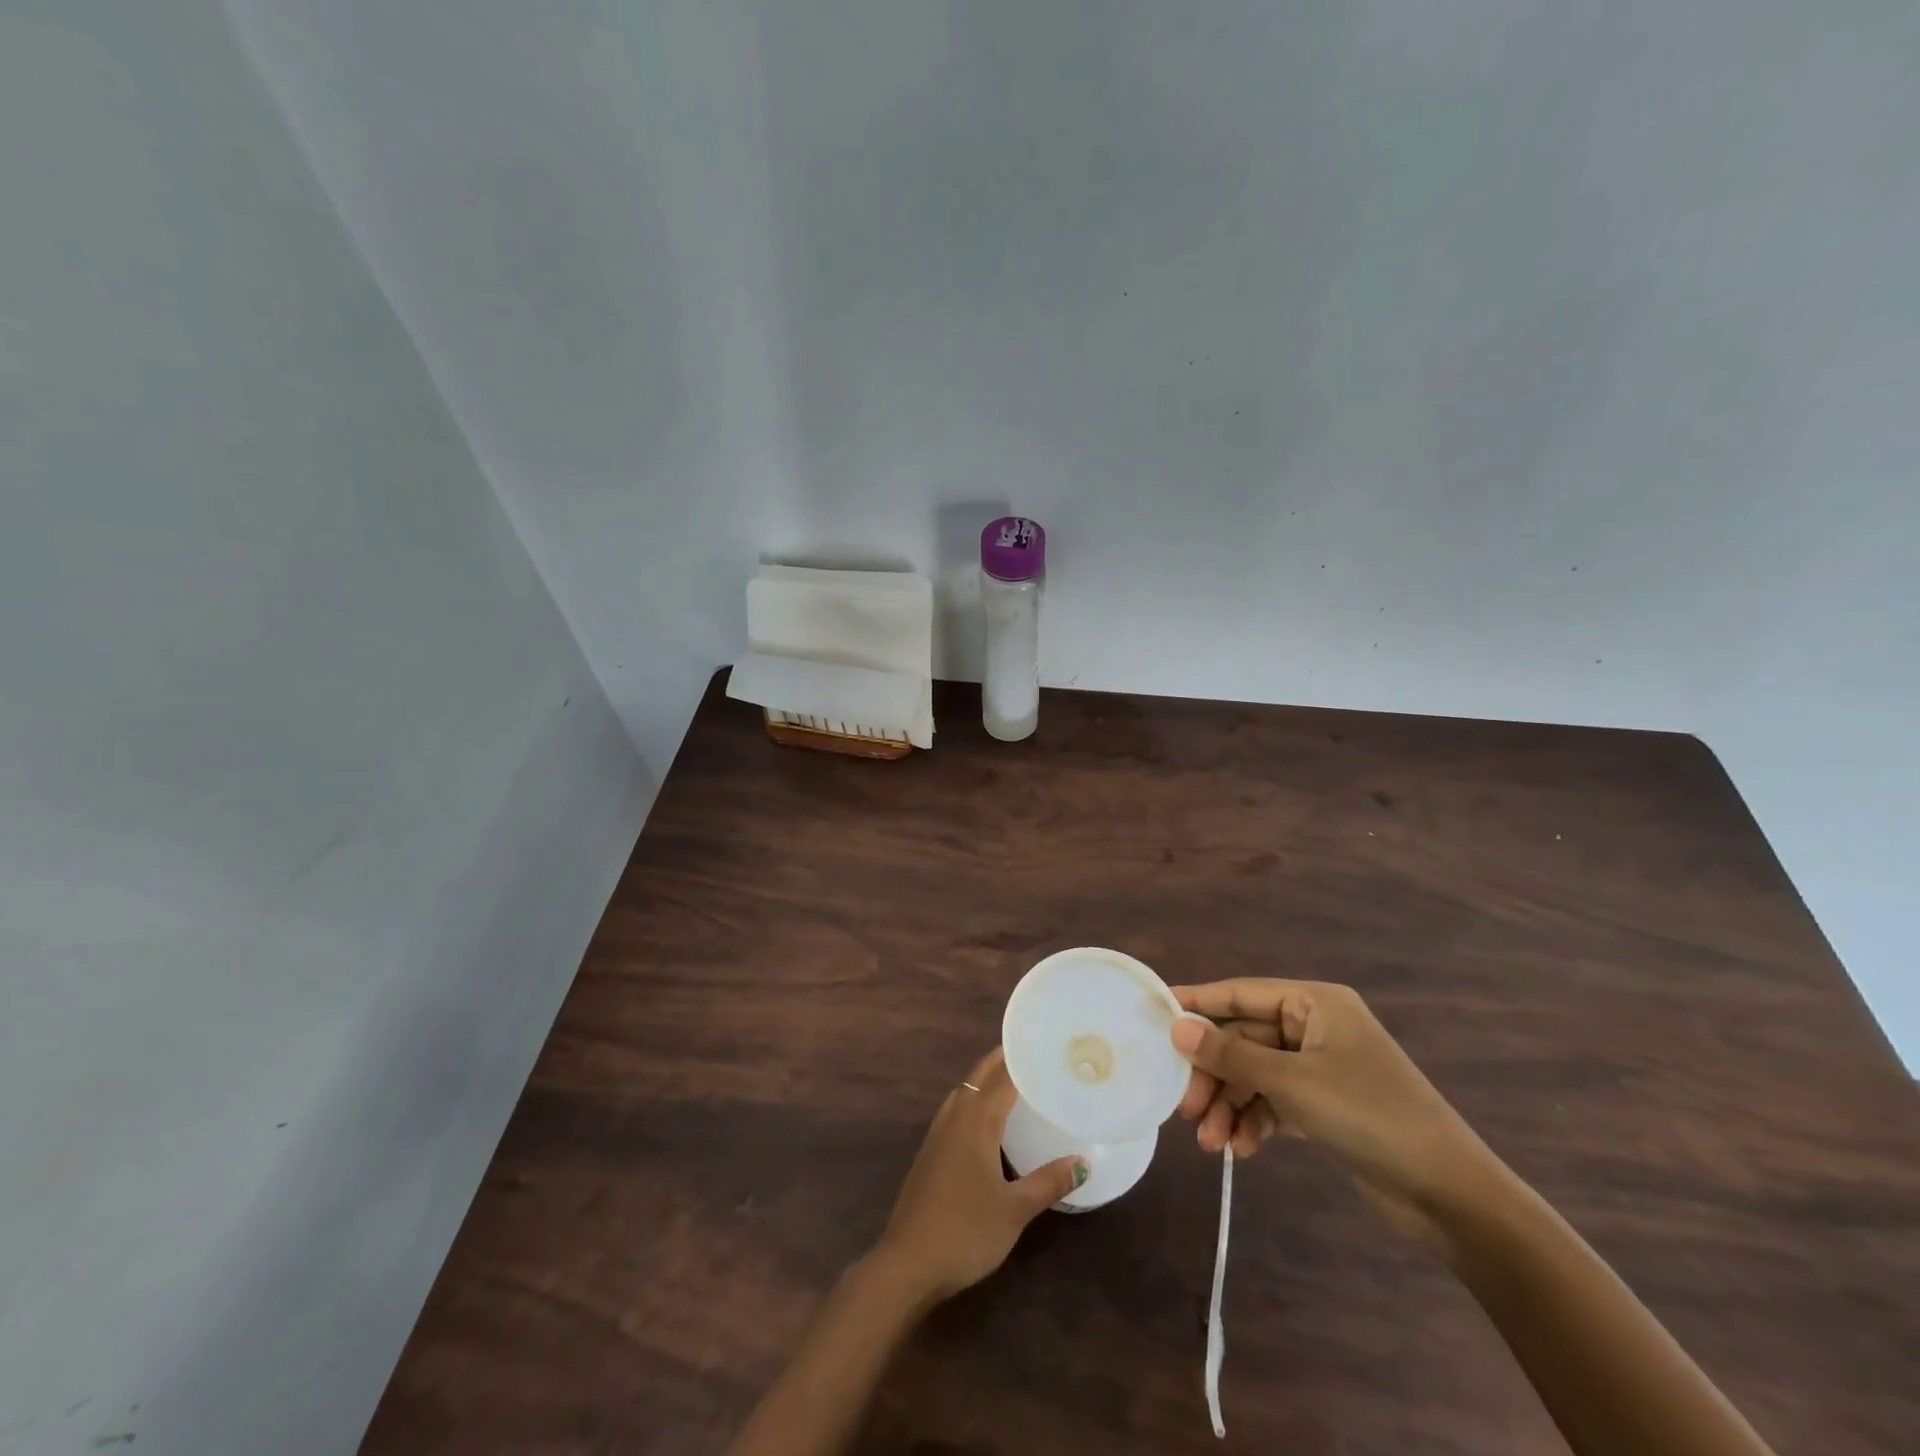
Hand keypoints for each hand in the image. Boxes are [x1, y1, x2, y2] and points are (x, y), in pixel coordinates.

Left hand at [872, 1048, 1085, 1302]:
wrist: (907, 1263)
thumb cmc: (966, 1231)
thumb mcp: (1015, 1210)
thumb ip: (1048, 1182)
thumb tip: (1084, 1163)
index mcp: (976, 1120)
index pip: (1003, 1077)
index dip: (1022, 1059)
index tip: (1045, 1046)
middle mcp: (955, 1116)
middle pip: (980, 1076)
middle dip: (1002, 1061)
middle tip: (1032, 1053)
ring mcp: (938, 1133)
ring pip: (964, 1090)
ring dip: (985, 1078)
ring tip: (1013, 1079)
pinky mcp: (930, 1152)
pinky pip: (955, 1109)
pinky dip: (973, 1099)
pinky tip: (986, 1120)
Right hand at [1170, 980, 1499, 1250]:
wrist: (1451, 1196)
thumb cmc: (1370, 1116)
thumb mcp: (1292, 1082)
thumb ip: (1231, 1054)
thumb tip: (1177, 1027)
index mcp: (1314, 1003)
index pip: (1241, 993)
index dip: (1197, 1002)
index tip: (1155, 1014)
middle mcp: (1314, 1027)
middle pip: (1244, 1040)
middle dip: (1214, 1075)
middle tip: (1184, 1108)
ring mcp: (1320, 1067)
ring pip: (1255, 1074)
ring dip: (1230, 1106)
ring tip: (1210, 1143)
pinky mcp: (1324, 1105)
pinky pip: (1273, 1102)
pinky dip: (1254, 1122)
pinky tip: (1240, 1150)